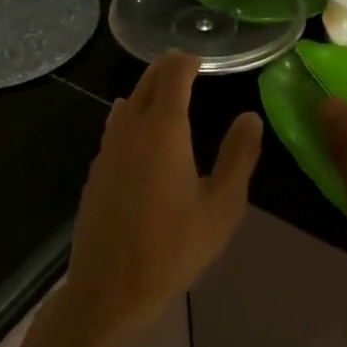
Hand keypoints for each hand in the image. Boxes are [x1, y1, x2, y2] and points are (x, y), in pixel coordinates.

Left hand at [54, 52, 261, 346]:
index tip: (201, 58)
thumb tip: (250, 118)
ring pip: (126, 107)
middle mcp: (129, 131)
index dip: (187, 62)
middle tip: (185, 67)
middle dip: (165, 71)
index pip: (172, 76)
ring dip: (145, 94)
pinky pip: (114, 131)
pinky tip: (142, 140)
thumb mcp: (222, 206)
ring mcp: (106, 152)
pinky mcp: (95, 174)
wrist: (111, 289)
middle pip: (145, 85)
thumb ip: (239, 156)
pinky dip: (131, 120)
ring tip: (166, 98)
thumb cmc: (174, 248)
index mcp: (162, 131)